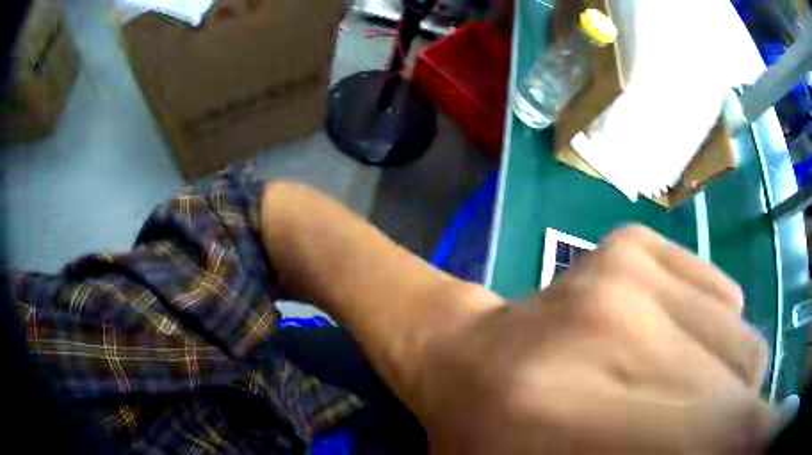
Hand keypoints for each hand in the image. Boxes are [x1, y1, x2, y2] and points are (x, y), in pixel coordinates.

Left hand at [413, 226, 772, 453]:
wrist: (464, 356)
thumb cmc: (491, 438)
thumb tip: (729, 441)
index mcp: (571, 417)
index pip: (718, 434)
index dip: (760, 438)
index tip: (765, 439)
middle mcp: (613, 326)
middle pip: (738, 389)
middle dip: (733, 424)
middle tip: (690, 438)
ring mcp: (626, 270)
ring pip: (740, 344)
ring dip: (724, 387)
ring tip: (668, 401)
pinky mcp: (632, 242)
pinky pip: (722, 299)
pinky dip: (712, 341)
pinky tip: (661, 350)